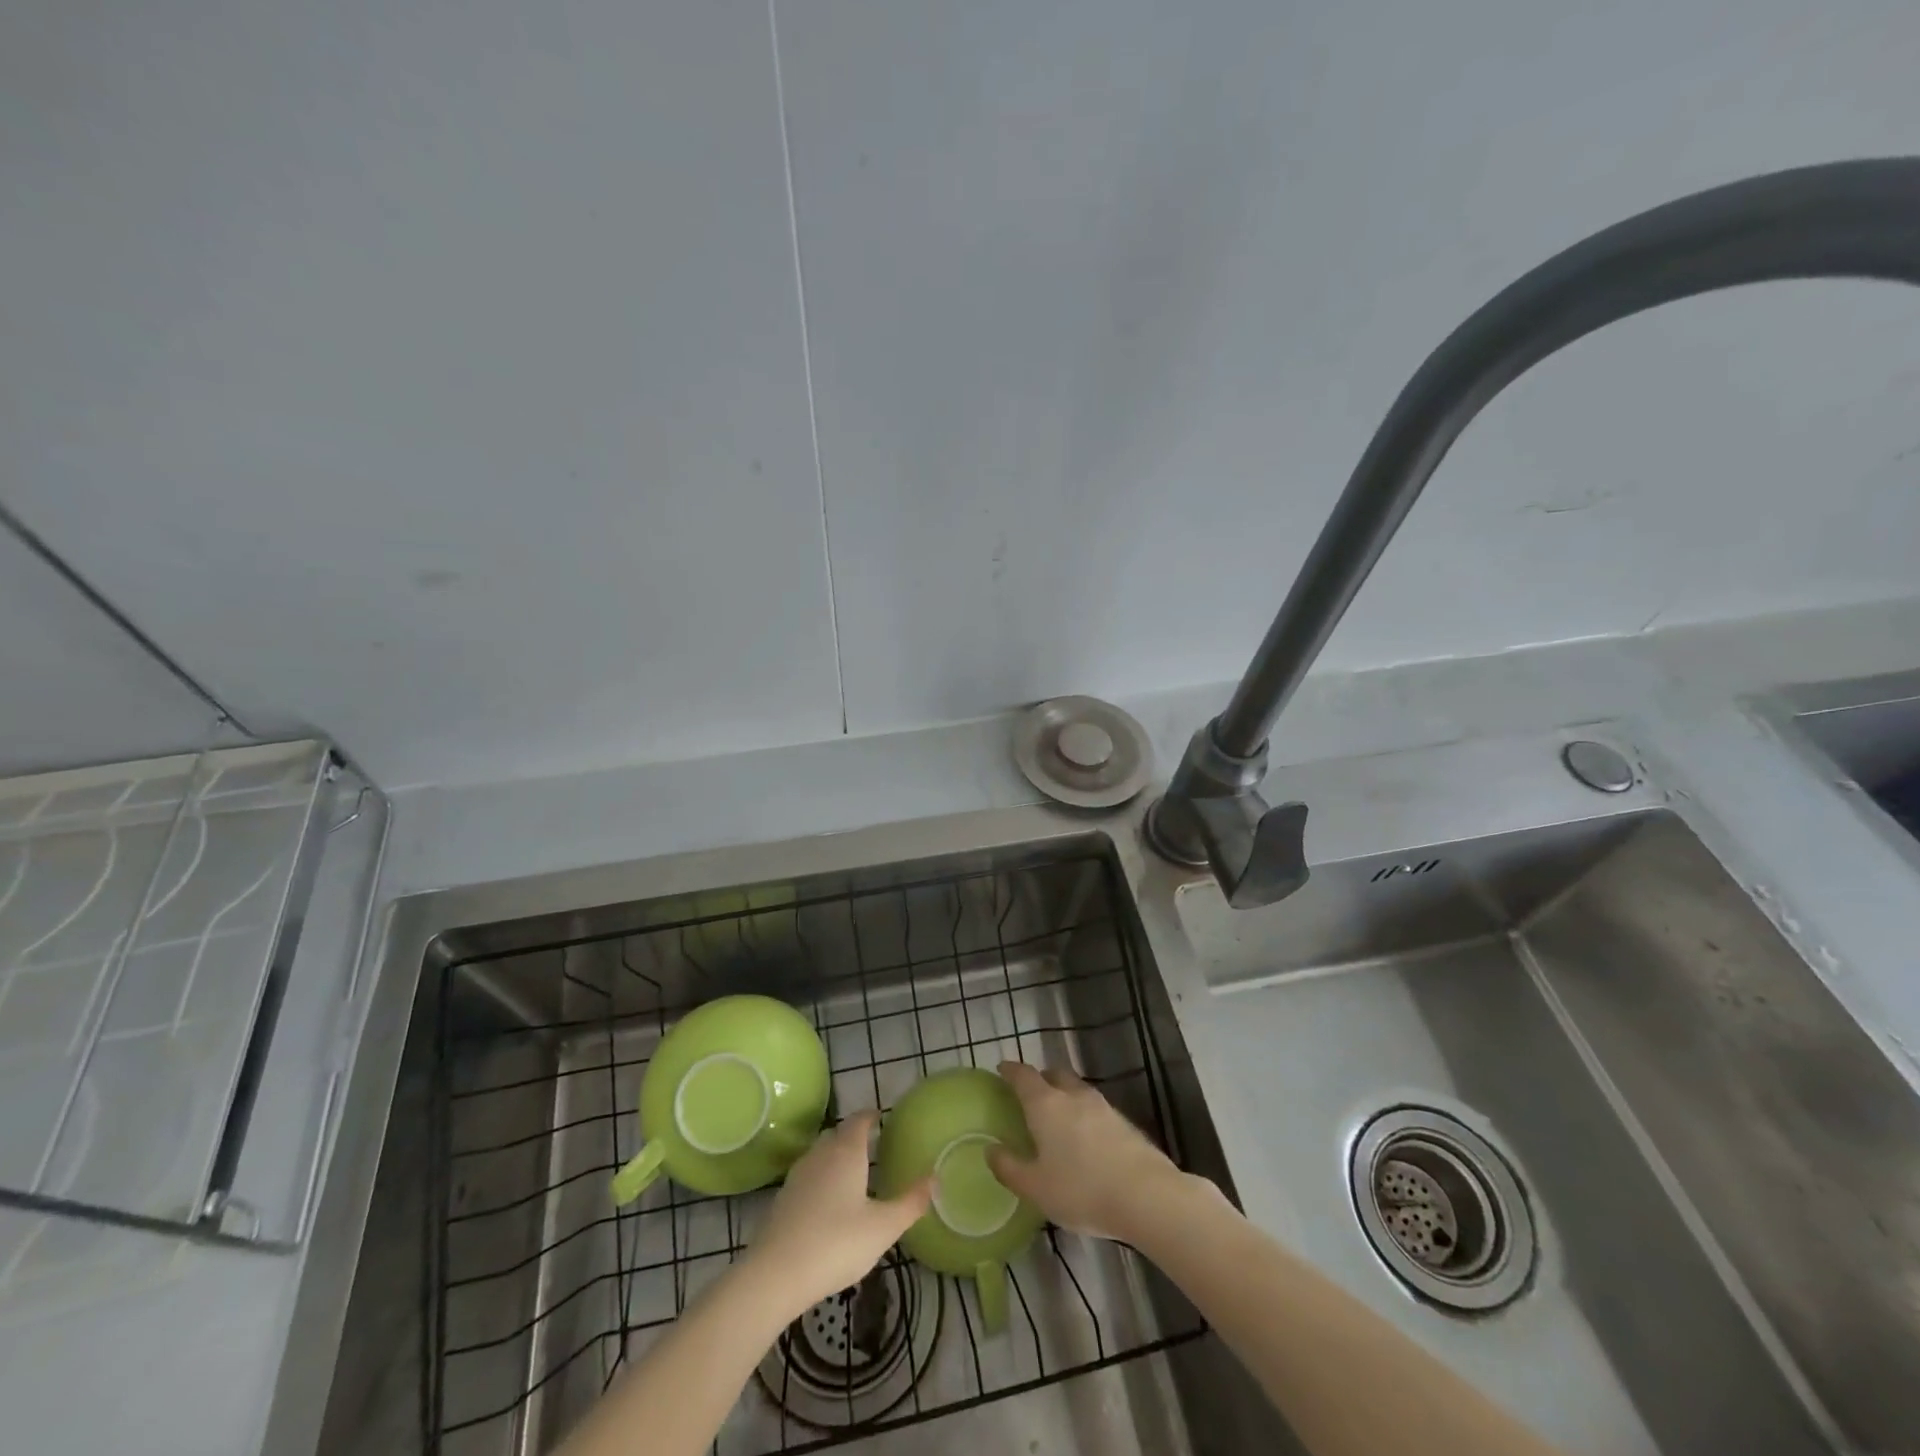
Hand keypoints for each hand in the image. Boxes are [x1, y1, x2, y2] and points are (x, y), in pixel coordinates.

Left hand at [743, 1111, 932, 1316]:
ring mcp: (798, 1175)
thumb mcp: (883, 1227)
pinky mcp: (783, 1199)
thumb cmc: (837, 1243)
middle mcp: (820, 1154)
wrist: (776, 1274)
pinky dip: (821, 1179)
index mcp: (846, 1151)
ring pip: (820, 1154)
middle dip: (854, 1135)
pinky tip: (828, 1202)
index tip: (881, 1118)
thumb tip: (935, 1177)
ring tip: (852, 1173)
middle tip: (872, 1145)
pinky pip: (808, 1176)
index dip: (871, 1116)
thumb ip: (910, 1202)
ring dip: (836, 1156)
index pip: (859, 1120)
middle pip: (838, 1134)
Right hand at [987, 1061, 1193, 1242]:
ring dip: (1064, 1095)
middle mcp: (1072, 1095)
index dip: (1010, 1070)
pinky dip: (1083, 1114)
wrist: (1145, 1195)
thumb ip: (1010, 1168)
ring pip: (1076, 1089)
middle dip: (1040, 1078)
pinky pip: (1094, 1108)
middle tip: (1030, 1094)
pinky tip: (1085, 1138)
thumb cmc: (1081, 1190)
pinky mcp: (1123, 1121)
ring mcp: (1101, 1105)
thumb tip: (991, 1151)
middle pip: (1053, 1074)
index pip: (1023, 1075)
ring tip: (1057, 1117)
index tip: (1001, 1069)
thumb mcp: (1036, 1188)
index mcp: (1045, 1104)